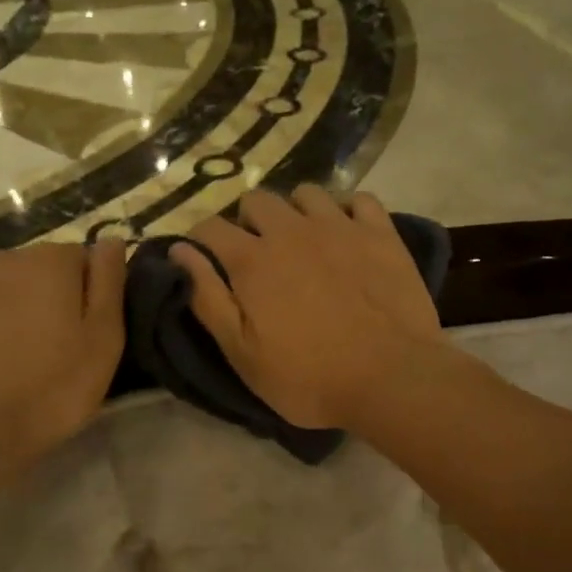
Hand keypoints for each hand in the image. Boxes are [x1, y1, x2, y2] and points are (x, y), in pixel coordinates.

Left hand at [0, 240, 126, 468]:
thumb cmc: (48, 387)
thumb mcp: (103, 341)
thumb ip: (109, 283)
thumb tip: (112, 240)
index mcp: (49, 261)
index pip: (81, 259)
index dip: (88, 296)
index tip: (86, 335)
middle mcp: (1, 259)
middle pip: (37, 273)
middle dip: (47, 301)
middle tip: (52, 353)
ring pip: (0, 292)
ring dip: (11, 315)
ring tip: (13, 363)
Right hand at [171, 186, 442, 430]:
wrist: (391, 378)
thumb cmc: (308, 377)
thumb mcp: (242, 353)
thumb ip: (208, 298)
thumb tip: (180, 251)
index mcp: (252, 260)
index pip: (209, 227)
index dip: (201, 240)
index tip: (206, 259)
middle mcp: (291, 230)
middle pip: (256, 199)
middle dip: (247, 222)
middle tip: (258, 256)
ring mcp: (339, 226)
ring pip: (306, 193)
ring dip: (295, 212)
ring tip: (303, 241)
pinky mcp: (381, 233)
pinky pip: (359, 199)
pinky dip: (348, 211)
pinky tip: (348, 235)